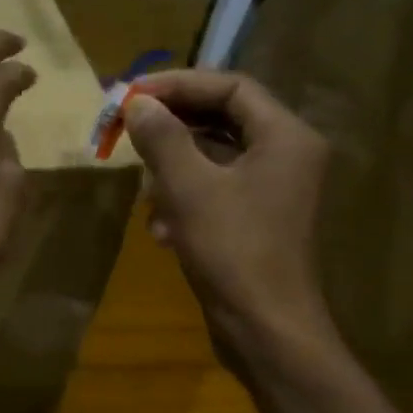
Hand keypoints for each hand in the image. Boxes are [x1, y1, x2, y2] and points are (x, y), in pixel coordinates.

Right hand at [123, 70, 334, 364]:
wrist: (265, 328)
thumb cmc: (232, 250)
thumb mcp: (189, 188)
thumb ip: (162, 138)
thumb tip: (137, 103)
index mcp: (285, 136)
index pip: (231, 87)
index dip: (179, 84)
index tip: (132, 94)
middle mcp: (286, 155)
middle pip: (222, 119)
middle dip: (171, 127)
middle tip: (126, 129)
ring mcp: (272, 190)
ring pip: (213, 157)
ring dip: (173, 168)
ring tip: (144, 188)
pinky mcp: (255, 220)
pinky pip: (214, 190)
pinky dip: (184, 200)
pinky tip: (161, 229)